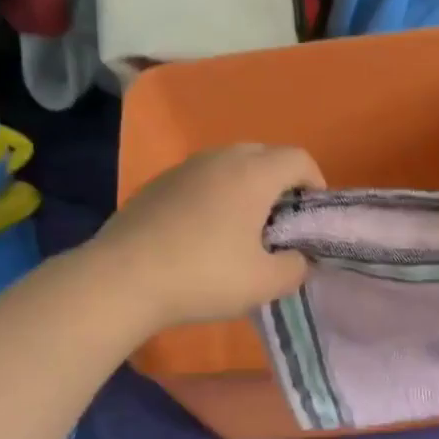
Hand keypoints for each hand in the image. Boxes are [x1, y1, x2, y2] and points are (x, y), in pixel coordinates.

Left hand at [93, 144, 323, 328]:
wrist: (123, 278)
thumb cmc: (204, 276)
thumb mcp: (265, 283)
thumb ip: (296, 267)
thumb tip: (298, 258)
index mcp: (252, 173)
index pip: (299, 158)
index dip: (315, 183)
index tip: (311, 216)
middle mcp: (220, 158)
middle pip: (264, 155)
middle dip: (281, 183)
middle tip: (280, 223)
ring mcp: (184, 168)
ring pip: (229, 165)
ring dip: (246, 187)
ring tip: (242, 228)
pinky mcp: (157, 184)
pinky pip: (200, 179)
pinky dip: (214, 195)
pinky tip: (203, 233)